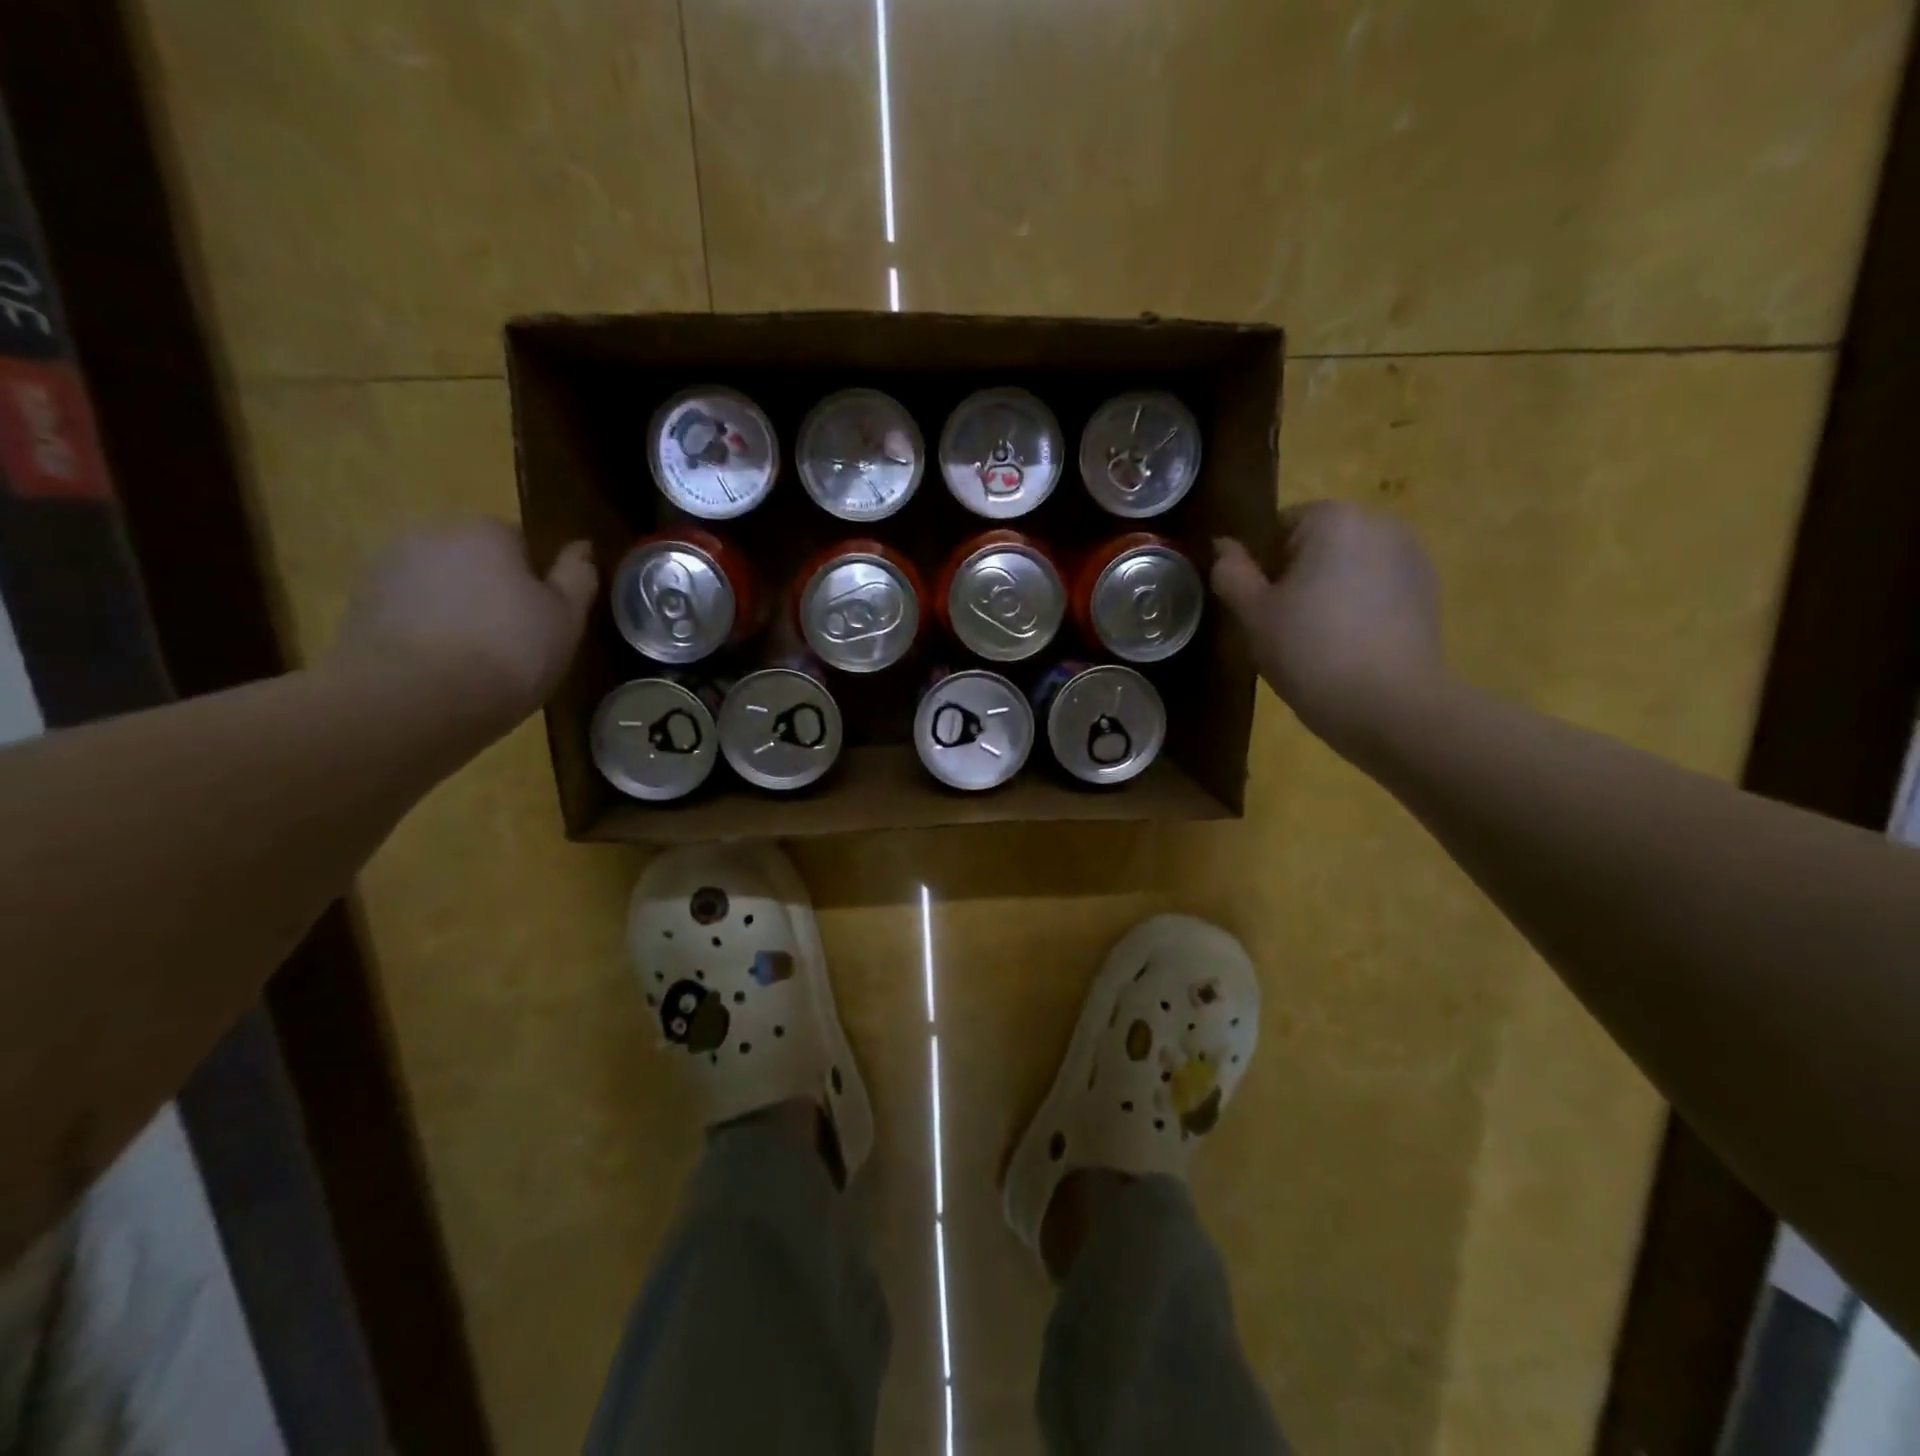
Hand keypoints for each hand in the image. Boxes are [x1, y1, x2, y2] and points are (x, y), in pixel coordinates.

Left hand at [329, 518, 596, 734]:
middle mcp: (432, 534)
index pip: (521, 543)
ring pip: (439, 586)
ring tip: (474, 661)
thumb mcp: (567, 618)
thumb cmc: (510, 652)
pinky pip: (407, 613)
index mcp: (487, 530)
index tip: (544, 620)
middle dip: (491, 591)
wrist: (415, 698)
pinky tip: (439, 669)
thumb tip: (582, 547)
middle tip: (513, 642)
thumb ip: (578, 577)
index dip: (536, 582)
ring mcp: (387, 568)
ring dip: (455, 611)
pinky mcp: (358, 606)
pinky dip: (424, 632)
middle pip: (475, 560)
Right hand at [1211, 502, 1444, 753]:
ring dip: (1328, 593)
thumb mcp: (1253, 615)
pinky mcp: (1428, 592)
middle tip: (1281, 628)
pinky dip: (1358, 609)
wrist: (1390, 705)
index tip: (1257, 608)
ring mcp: (1411, 557)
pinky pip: (1376, 590)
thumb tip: (1223, 546)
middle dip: (1296, 577)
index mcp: (1333, 519)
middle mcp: (1379, 523)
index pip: (1278, 527)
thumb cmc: (1310, 652)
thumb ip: (1231, 572)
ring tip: (1317, 642)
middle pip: (1316, 544)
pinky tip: (1349, 648)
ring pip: (1348, 567)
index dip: (1260, 567)